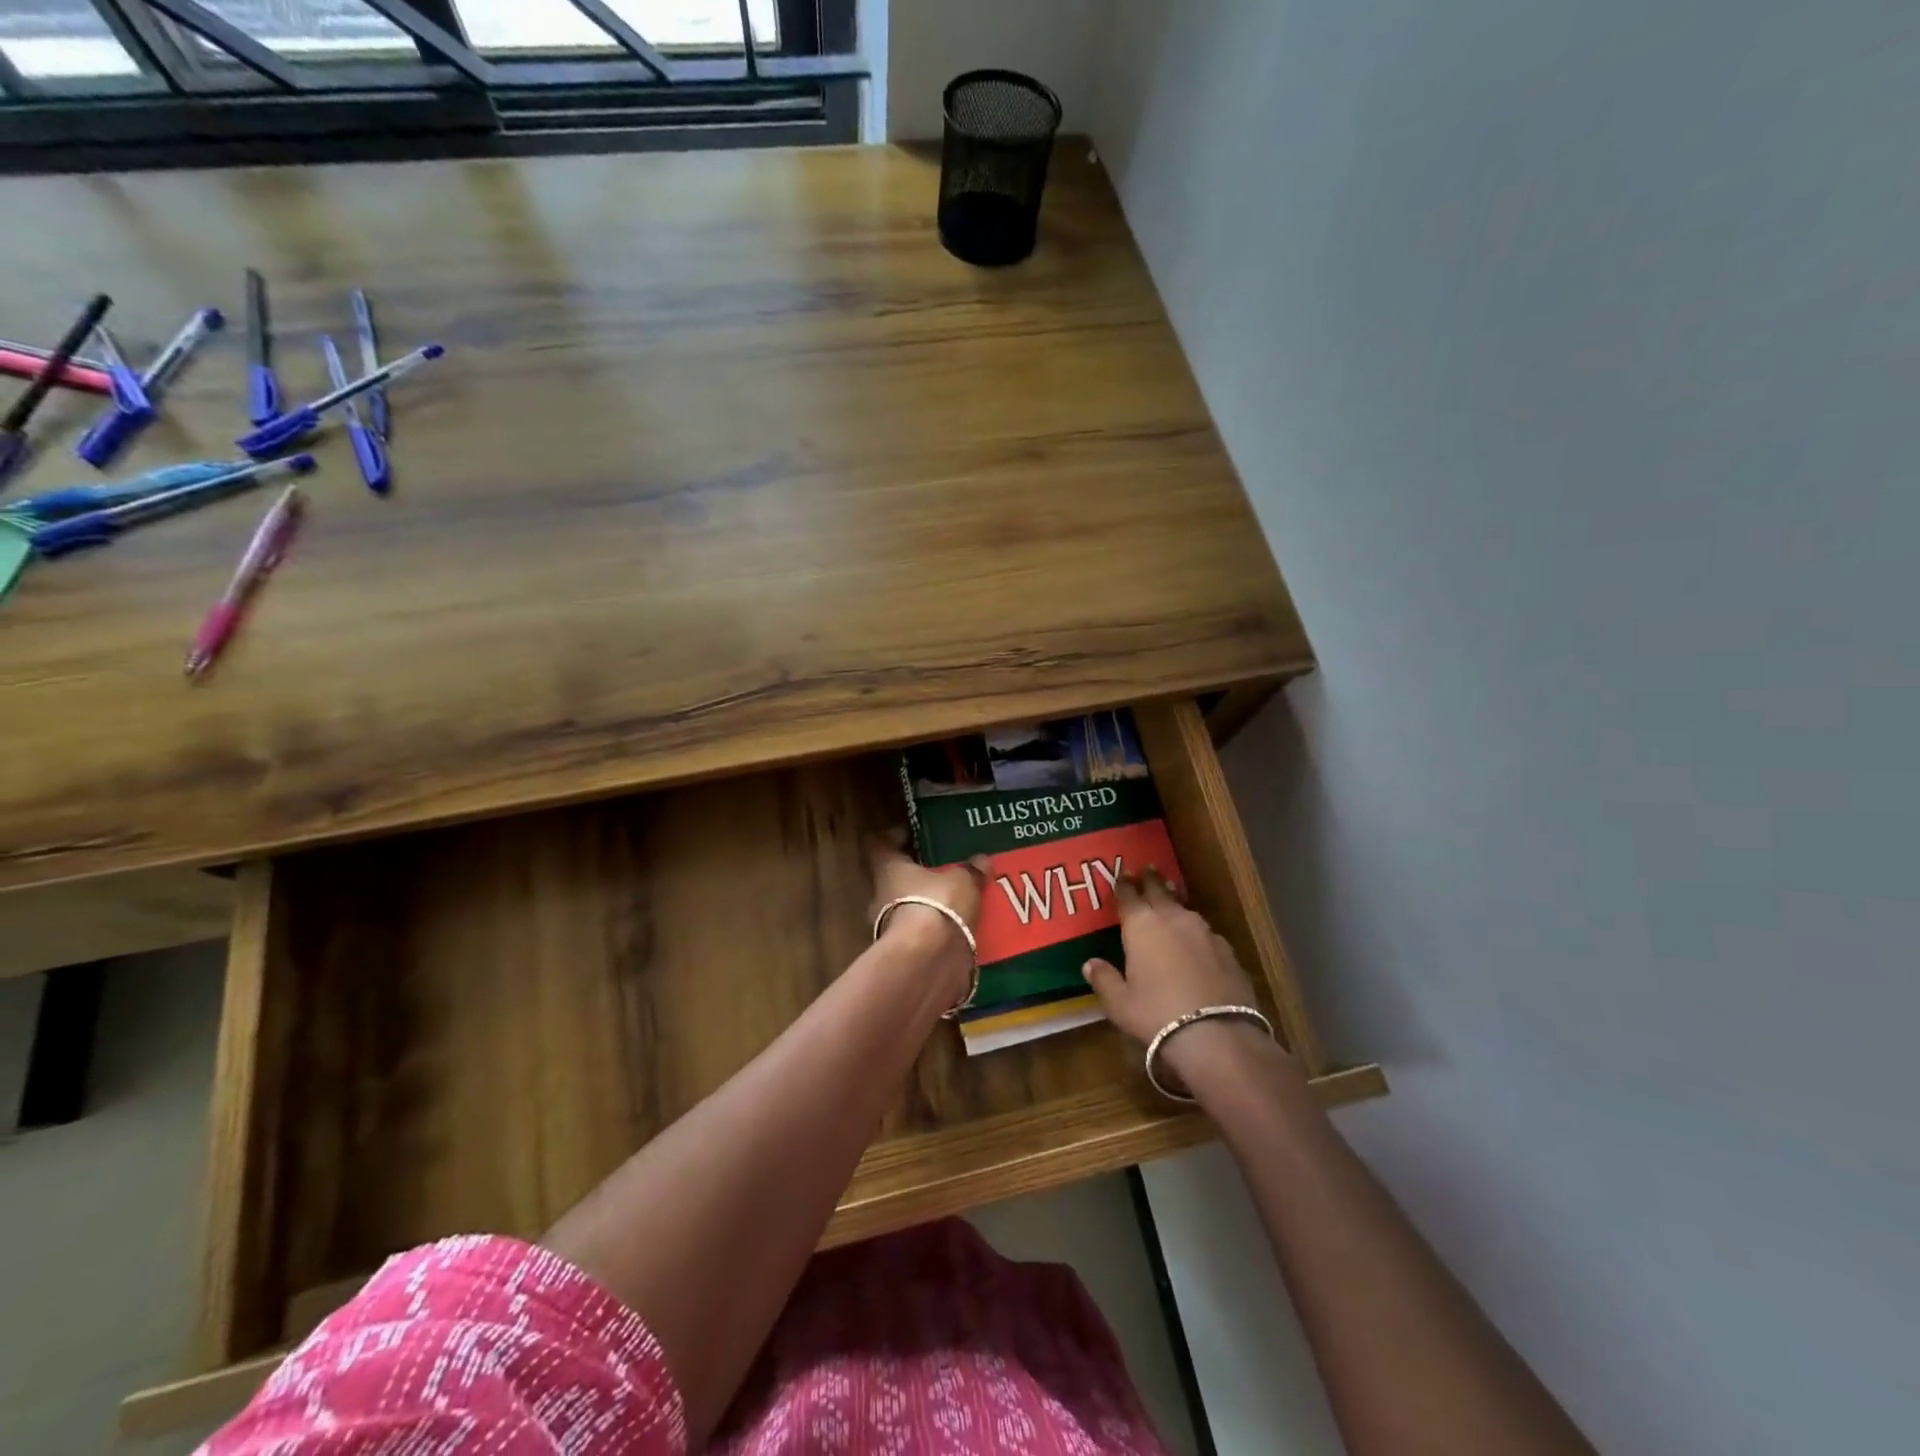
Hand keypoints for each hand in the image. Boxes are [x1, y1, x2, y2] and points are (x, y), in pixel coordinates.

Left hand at [865, 834, 990, 1003]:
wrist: (928, 963)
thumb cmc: (938, 905)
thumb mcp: (963, 881)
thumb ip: (971, 870)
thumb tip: (982, 860)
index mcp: (887, 870)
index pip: (878, 845)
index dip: (892, 838)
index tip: (911, 835)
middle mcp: (880, 897)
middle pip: (893, 880)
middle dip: (916, 877)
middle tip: (944, 872)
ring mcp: (888, 930)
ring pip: (906, 910)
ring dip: (927, 908)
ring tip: (958, 904)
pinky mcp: (904, 956)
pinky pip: (920, 937)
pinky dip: (935, 934)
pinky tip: (960, 931)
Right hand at [1082, 871, 1278, 1086]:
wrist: (1217, 1035)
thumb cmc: (1156, 1015)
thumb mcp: (1120, 1004)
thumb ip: (1104, 980)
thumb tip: (1090, 964)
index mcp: (1142, 926)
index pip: (1129, 896)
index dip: (1124, 884)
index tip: (1122, 873)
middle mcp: (1173, 920)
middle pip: (1160, 892)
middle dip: (1151, 880)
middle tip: (1148, 869)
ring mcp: (1204, 934)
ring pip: (1185, 910)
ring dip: (1175, 902)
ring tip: (1171, 897)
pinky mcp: (1228, 952)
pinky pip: (1205, 933)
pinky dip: (1195, 932)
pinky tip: (1196, 941)